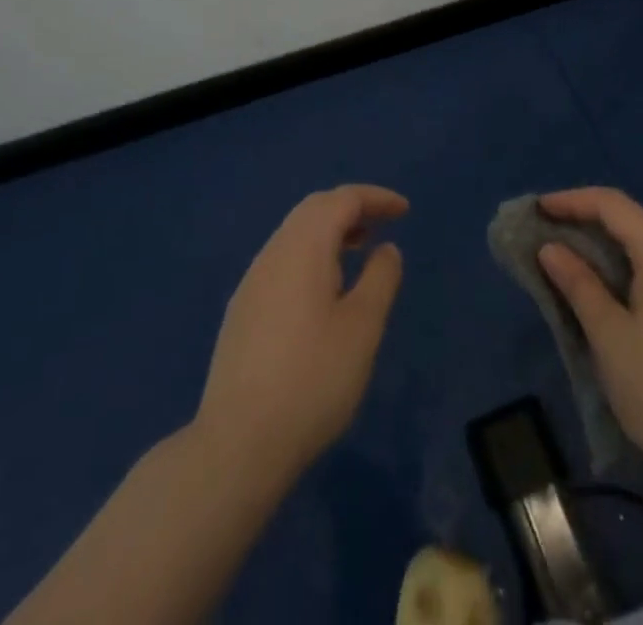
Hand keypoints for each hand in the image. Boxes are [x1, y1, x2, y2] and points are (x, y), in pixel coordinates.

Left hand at [194, 185, 406, 483]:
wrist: (237, 444)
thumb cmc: (311, 381)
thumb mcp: (361, 329)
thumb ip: (379, 280)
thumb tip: (385, 249)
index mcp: (303, 248)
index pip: (342, 200)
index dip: (375, 198)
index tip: (404, 211)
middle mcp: (273, 253)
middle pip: (314, 209)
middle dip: (351, 208)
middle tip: (383, 224)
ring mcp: (252, 281)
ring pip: (295, 234)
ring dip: (330, 231)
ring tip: (360, 252)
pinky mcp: (243, 309)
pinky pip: (283, 259)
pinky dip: (312, 255)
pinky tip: (324, 290)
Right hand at [537, 188, 642, 485]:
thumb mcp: (609, 336)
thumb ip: (578, 284)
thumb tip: (551, 249)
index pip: (613, 205)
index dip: (571, 201)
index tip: (538, 210)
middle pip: (634, 222)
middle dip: (589, 222)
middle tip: (550, 233)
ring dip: (611, 248)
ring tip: (575, 261)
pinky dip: (635, 269)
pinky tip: (615, 291)